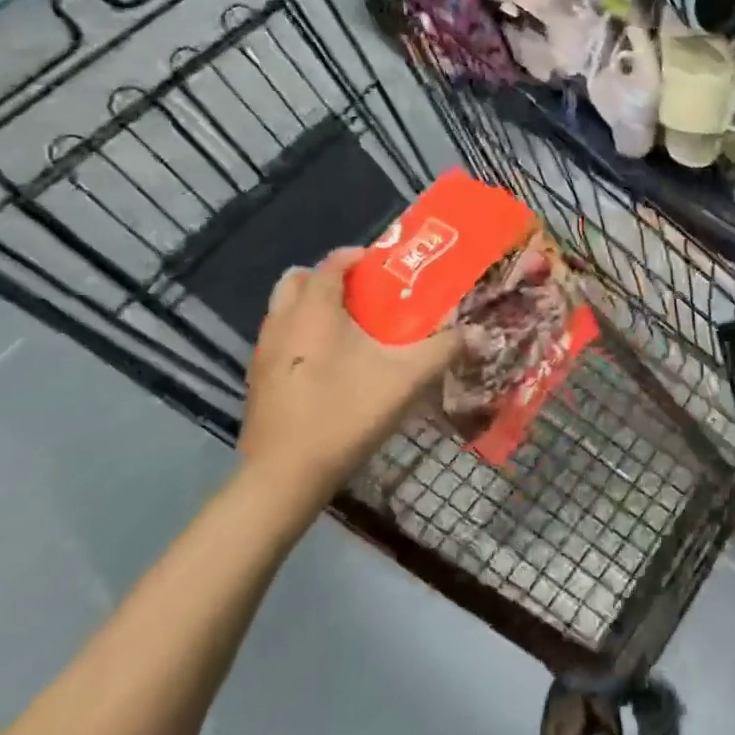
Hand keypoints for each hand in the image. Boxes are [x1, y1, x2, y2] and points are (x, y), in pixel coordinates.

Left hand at [238, 248, 461, 526]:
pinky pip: (279, 339)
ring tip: (348, 332)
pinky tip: (328, 368)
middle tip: (363, 298)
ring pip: (284, 310)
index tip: (387, 268)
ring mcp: (263, 351)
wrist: (284, 477)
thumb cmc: (345, 413)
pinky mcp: (256, 380)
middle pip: (299, 279)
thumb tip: (478, 333)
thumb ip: (444, 350)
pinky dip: (300, 337)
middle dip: (328, 279)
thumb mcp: (406, 379)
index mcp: (315, 308)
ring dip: (312, 308)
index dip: (360, 257)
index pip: (333, 262)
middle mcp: (283, 320)